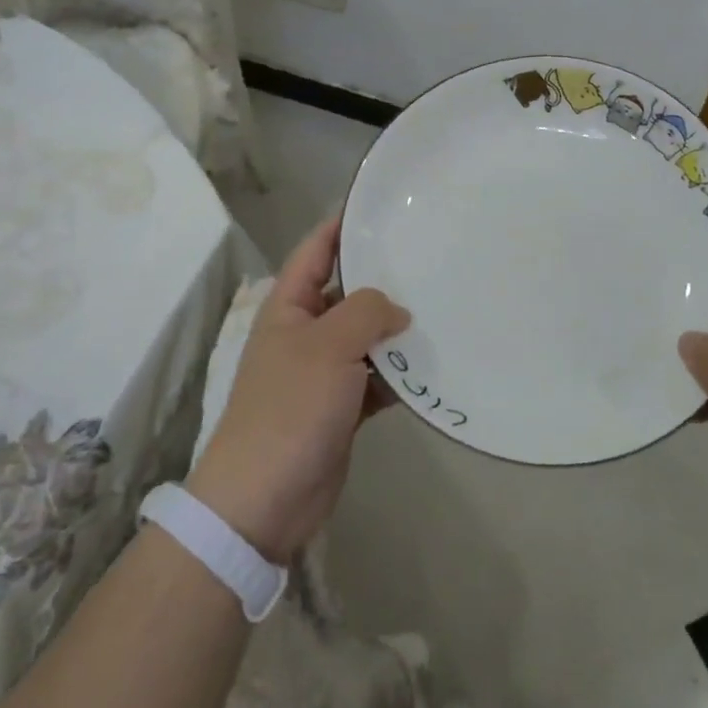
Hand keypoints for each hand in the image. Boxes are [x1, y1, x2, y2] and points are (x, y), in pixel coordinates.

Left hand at [188, 218, 409, 562]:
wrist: (264, 501)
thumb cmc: (289, 409)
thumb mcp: (328, 347)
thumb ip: (366, 313)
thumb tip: (398, 310)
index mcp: (289, 307)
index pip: (316, 250)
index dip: (342, 225)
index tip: (382, 206)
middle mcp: (305, 332)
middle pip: (348, 292)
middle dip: (384, 277)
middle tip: (430, 257)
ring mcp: (324, 372)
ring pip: (367, 337)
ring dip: (397, 330)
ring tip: (443, 307)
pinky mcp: (342, 407)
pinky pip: (377, 377)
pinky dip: (400, 373)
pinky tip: (434, 365)